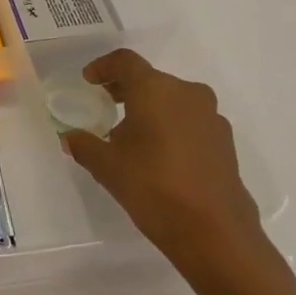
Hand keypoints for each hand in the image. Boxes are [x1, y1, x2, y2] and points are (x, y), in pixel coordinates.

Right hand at [59, 48, 271, 285]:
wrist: (215, 233)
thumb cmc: (153, 187)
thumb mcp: (106, 166)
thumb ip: (84, 145)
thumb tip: (70, 137)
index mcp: (155, 90)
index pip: (125, 61)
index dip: (103, 67)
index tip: (89, 82)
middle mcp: (187, 94)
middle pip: (150, 79)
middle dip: (125, 89)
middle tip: (104, 104)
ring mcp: (211, 117)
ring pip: (173, 99)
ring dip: (150, 107)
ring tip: (130, 133)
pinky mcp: (224, 142)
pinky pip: (190, 120)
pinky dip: (170, 125)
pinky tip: (158, 153)